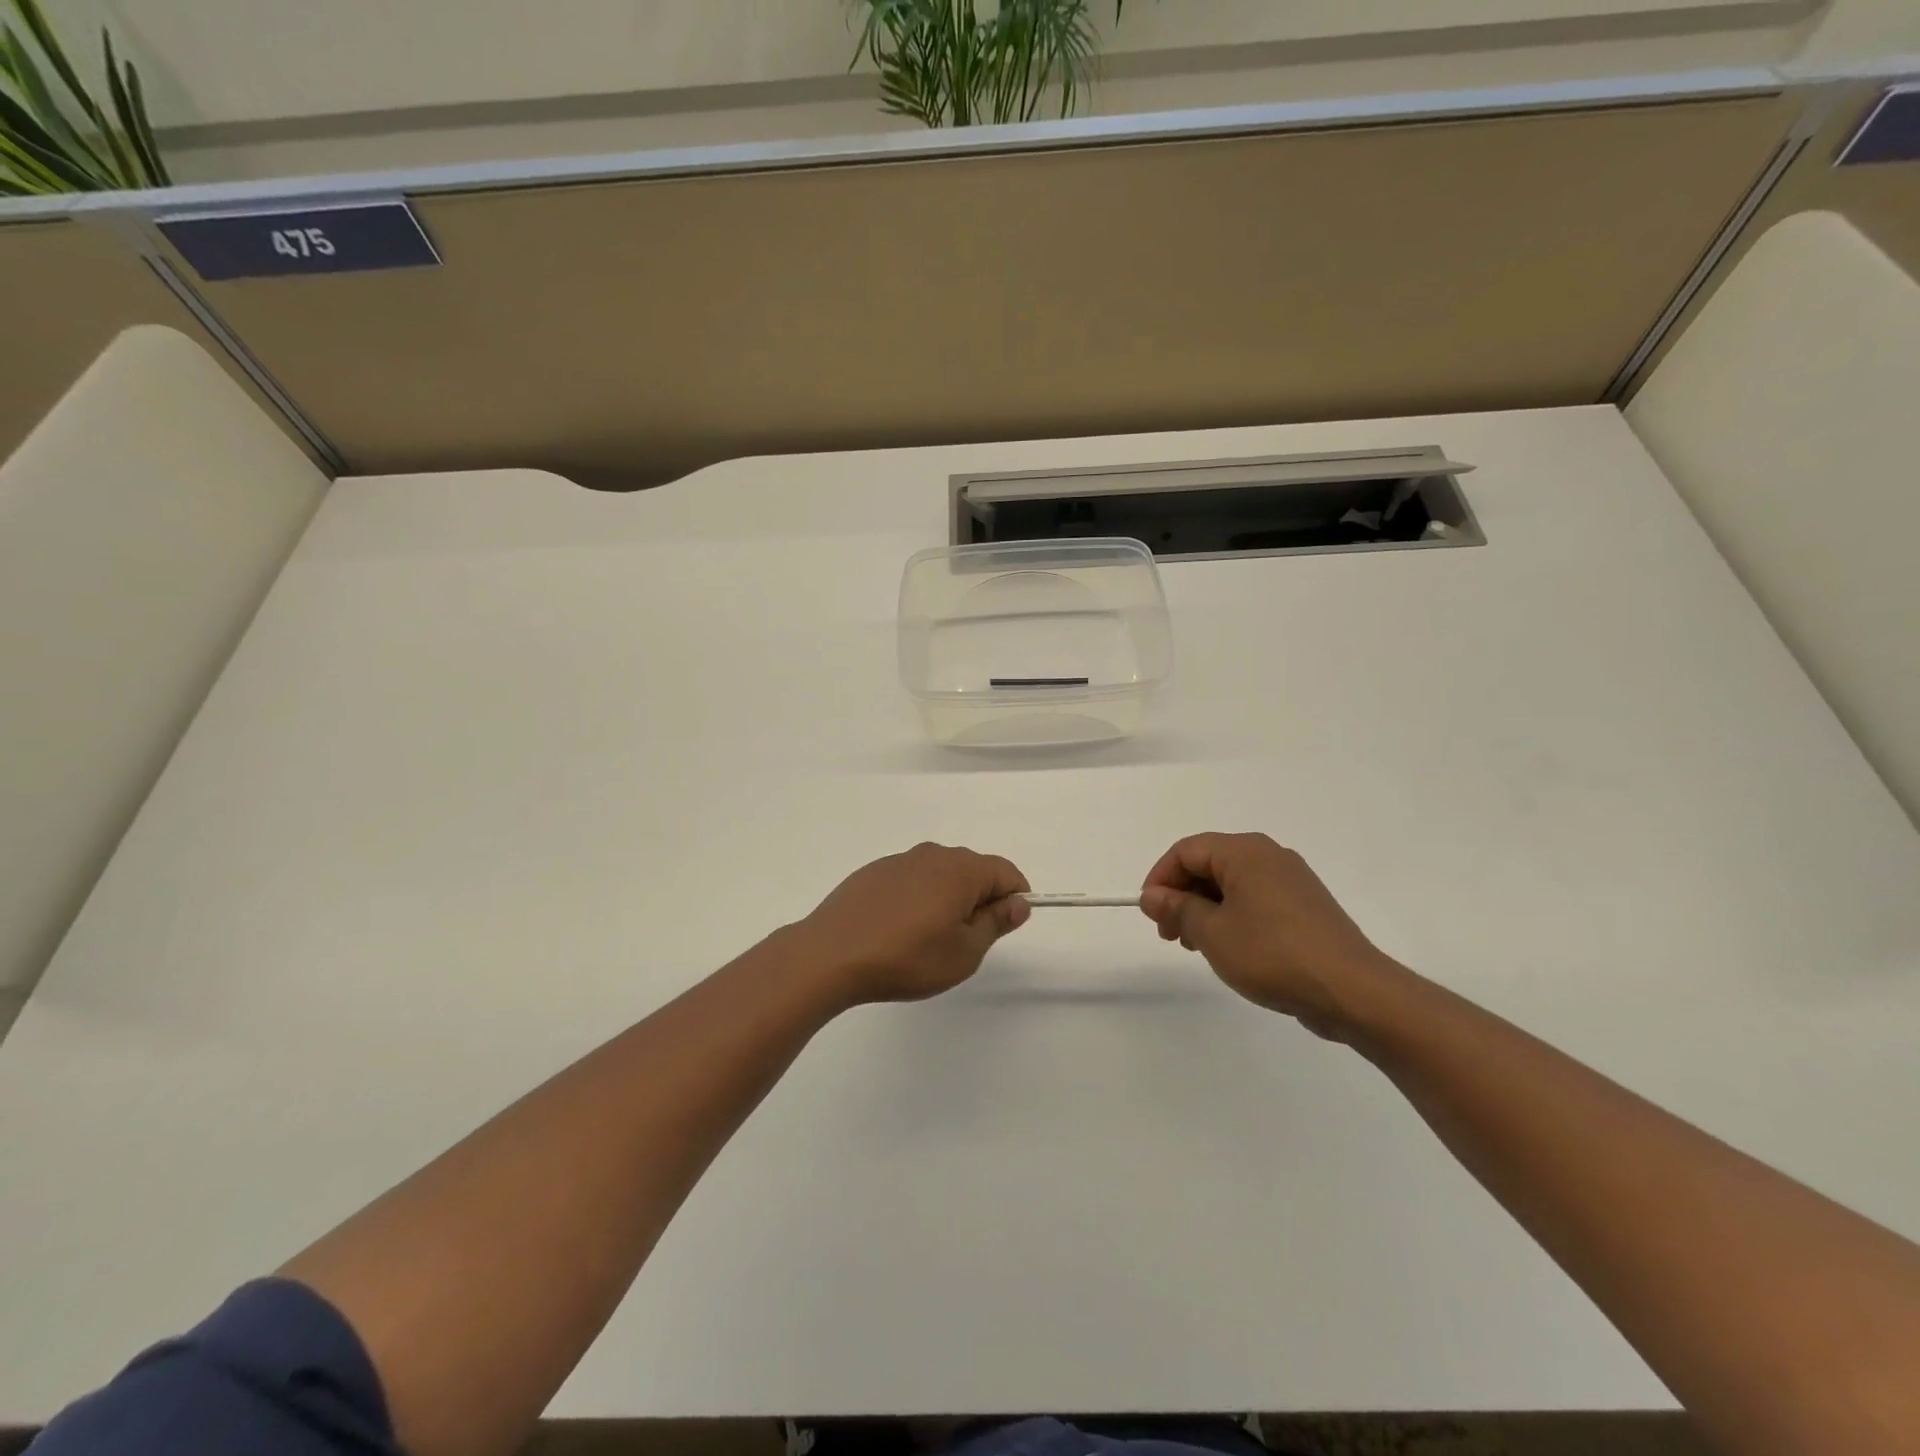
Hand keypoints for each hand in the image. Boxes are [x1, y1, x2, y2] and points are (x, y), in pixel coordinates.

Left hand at [795, 843, 1030, 1005]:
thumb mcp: (964, 952)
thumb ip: (996, 923)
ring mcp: (899, 860)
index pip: (1005, 872)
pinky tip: (898, 930)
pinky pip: (911, 880)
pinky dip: (917, 898)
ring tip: (929, 939)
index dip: (1014, 898)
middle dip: (980, 900)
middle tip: (966, 941)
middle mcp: (933, 855)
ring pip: (940, 875)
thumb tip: (1018, 902)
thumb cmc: (907, 957)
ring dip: (947, 899)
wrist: (831, 954)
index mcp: (961, 869)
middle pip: (973, 870)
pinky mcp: (873, 872)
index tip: (1003, 928)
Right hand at [1140, 832, 1400, 1039]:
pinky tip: (1230, 948)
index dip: (1160, 879)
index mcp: (1245, 852)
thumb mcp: (1213, 933)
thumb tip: (1152, 896)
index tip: (1150, 914)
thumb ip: (1177, 909)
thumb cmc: (1273, 954)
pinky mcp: (1305, 906)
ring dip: (1205, 908)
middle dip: (1182, 895)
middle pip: (1209, 863)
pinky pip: (1255, 899)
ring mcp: (1291, 880)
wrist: (1352, 991)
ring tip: (1196, 945)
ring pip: (1232, 883)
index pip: (1186, 850)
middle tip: (1169, 934)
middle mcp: (1269, 855)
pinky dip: (1232, 915)